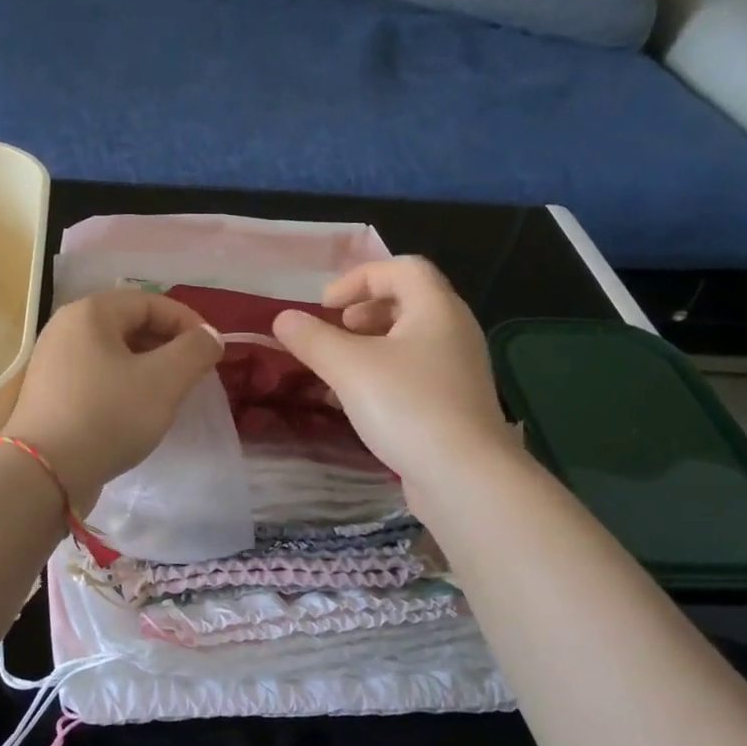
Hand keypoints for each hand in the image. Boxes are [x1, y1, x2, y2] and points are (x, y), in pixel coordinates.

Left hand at [3, 289, 222, 511]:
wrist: (45, 474)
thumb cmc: (108, 416)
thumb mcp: (164, 381)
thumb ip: (195, 350)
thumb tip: (209, 336)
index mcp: (90, 313)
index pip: (151, 302)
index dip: (188, 321)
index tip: (212, 351)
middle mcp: (66, 328)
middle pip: (130, 325)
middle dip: (168, 345)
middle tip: (194, 374)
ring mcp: (54, 362)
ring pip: (114, 353)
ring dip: (148, 368)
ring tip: (170, 394)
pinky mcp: (51, 393)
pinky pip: (98, 377)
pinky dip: (124, 386)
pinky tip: (137, 412)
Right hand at [272, 257, 514, 497]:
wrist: (463, 476)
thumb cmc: (407, 406)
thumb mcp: (348, 367)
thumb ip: (312, 339)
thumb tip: (283, 319)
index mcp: (437, 309)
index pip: (402, 268)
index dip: (359, 278)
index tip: (326, 306)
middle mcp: (454, 332)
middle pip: (407, 302)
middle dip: (364, 312)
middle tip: (336, 331)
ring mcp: (457, 371)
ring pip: (407, 342)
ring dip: (368, 347)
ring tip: (337, 370)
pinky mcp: (453, 405)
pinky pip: (412, 374)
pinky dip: (381, 376)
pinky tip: (355, 403)